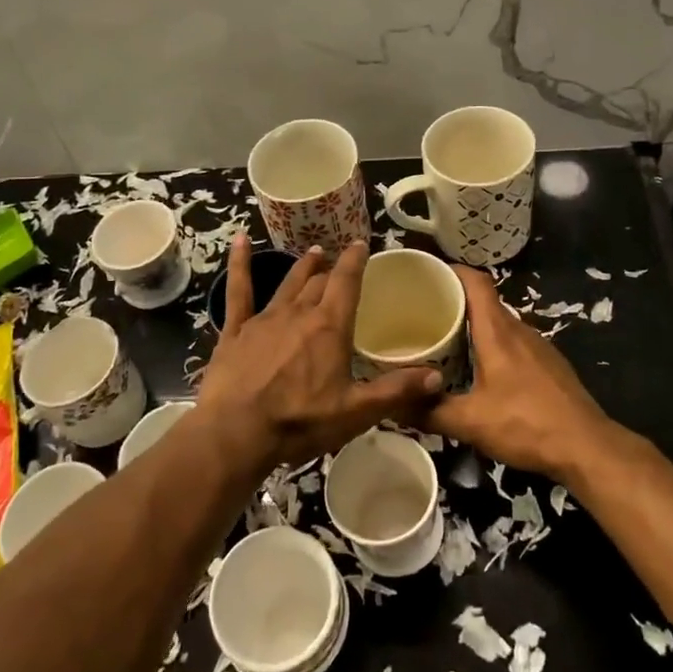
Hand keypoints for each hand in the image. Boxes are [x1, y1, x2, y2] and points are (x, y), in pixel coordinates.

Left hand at [198, 235, 442, 467]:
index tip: (361, 244)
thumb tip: (437, 374)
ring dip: (302, 267)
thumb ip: (395, 391)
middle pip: (319, 282)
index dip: (355, 261)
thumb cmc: (300, 421)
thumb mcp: (355, 412)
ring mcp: (264, 319)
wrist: (236, 432)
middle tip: (337, 260)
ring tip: (312, 252)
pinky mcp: (236, 330)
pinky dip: (240, 263)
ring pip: (288, 283)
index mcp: (330, 327)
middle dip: (331, 269)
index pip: (347, 282)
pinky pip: (239, 290)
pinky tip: (240, 240)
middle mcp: (299, 313)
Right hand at [424, 266, 613, 483]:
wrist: (588, 448)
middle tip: (424, 315)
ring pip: (500, 324)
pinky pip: (514, 343)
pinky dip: (493, 346)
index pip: (476, 281)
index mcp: (498, 331)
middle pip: (485, 302)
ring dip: (475, 326)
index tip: (427, 275)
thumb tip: (394, 406)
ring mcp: (538, 346)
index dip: (452, 271)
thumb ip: (430, 412)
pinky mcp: (550, 365)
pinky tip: (482, 372)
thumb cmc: (526, 424)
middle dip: (455, 302)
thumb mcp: (471, 423)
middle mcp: (519, 330)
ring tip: (447, 342)